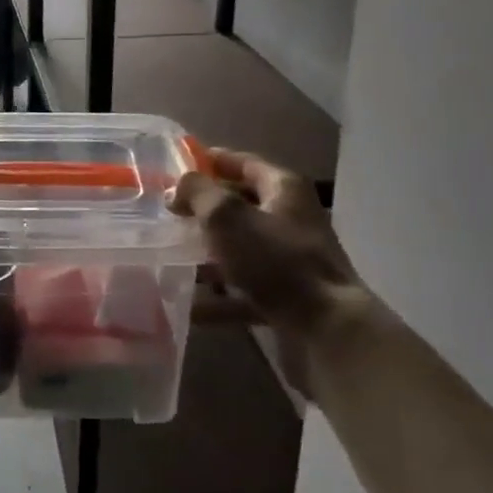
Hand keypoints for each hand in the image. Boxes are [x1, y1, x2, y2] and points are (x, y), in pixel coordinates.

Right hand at [170, 148, 365, 344]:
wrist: (327, 331)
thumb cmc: (276, 260)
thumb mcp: (227, 216)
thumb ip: (197, 193)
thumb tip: (177, 188)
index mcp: (283, 189)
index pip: (242, 163)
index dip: (209, 162)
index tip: (174, 168)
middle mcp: (290, 219)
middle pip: (239, 207)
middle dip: (202, 211)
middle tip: (165, 215)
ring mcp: (289, 261)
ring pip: (239, 250)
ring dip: (205, 256)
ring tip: (167, 258)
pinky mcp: (286, 298)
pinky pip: (243, 291)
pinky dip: (218, 298)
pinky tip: (188, 307)